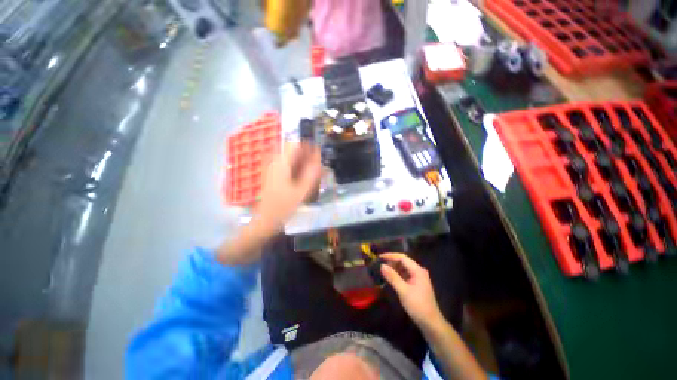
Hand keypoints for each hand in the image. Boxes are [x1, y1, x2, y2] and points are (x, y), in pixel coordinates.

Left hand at [253, 142, 321, 231]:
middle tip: (317, 165)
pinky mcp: (273, 175)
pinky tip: (303, 177)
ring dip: (302, 162)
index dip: (308, 147)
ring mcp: (272, 168)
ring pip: (290, 158)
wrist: (266, 219)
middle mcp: (275, 162)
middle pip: (292, 151)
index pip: (295, 145)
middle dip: (306, 155)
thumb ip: (311, 173)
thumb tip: (318, 159)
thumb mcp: (302, 190)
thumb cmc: (284, 205)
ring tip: (312, 171)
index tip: (318, 154)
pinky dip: (296, 168)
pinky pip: (287, 166)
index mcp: (281, 163)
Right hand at [380, 253, 443, 328]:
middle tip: (379, 263)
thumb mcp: (403, 291)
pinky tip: (390, 277)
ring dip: (393, 268)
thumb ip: (392, 277)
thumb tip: (382, 265)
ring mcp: (418, 278)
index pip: (402, 258)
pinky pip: (405, 275)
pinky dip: (397, 274)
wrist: (431, 323)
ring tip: (382, 269)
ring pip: (403, 268)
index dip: (390, 256)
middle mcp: (418, 271)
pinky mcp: (416, 284)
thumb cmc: (418, 306)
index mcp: (418, 270)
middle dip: (391, 261)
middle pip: (403, 262)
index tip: (379, 257)